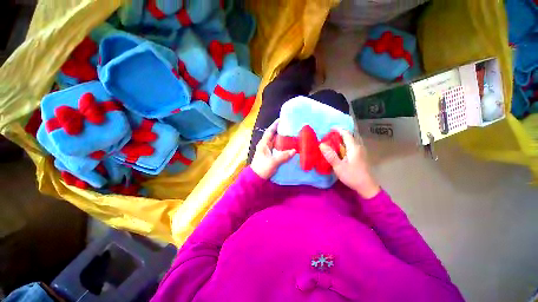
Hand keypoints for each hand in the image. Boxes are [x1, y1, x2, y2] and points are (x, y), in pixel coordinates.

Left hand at [251, 120, 295, 179]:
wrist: (256, 179)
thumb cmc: (262, 168)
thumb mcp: (273, 162)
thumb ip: (283, 156)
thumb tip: (294, 151)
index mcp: (263, 144)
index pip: (269, 131)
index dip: (275, 125)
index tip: (282, 119)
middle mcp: (265, 145)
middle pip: (273, 135)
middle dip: (281, 131)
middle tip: (291, 127)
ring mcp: (267, 151)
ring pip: (276, 142)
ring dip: (283, 139)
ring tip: (292, 135)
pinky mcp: (270, 156)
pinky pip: (277, 148)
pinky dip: (283, 146)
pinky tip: (289, 147)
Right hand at [319, 129, 379, 198]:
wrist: (366, 187)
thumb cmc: (352, 176)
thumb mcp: (339, 167)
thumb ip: (330, 155)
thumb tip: (321, 145)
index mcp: (354, 148)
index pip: (347, 134)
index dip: (339, 130)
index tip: (330, 128)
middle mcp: (359, 147)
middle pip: (349, 137)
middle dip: (340, 134)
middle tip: (329, 136)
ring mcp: (361, 152)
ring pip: (351, 142)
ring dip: (342, 140)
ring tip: (333, 142)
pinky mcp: (360, 157)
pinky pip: (352, 147)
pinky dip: (345, 145)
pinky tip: (340, 150)